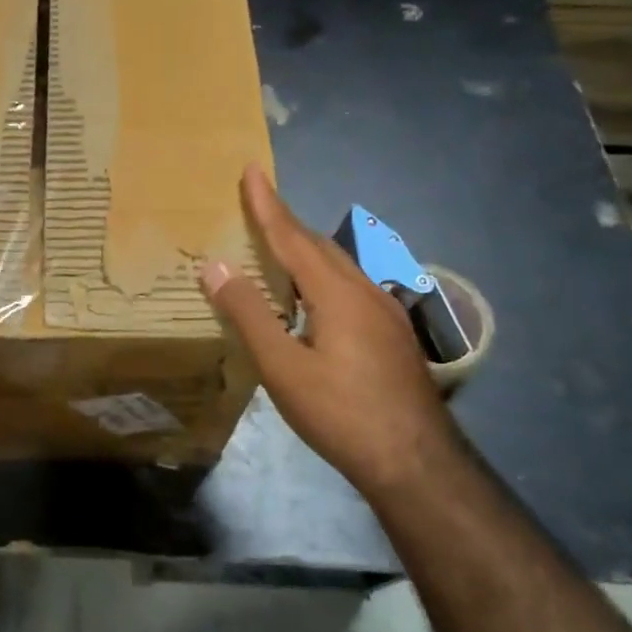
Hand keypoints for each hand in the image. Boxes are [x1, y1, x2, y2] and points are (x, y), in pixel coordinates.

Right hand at [199, 165, 453, 494]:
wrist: (415, 462)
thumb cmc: (341, 413)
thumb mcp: (282, 368)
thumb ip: (248, 314)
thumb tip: (215, 266)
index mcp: (336, 293)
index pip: (292, 237)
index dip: (267, 204)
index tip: (251, 169)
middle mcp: (364, 291)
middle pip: (318, 246)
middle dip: (285, 223)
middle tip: (256, 208)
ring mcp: (385, 313)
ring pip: (338, 267)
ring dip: (304, 250)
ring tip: (276, 250)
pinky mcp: (392, 334)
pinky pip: (349, 287)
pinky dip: (321, 277)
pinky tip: (313, 300)